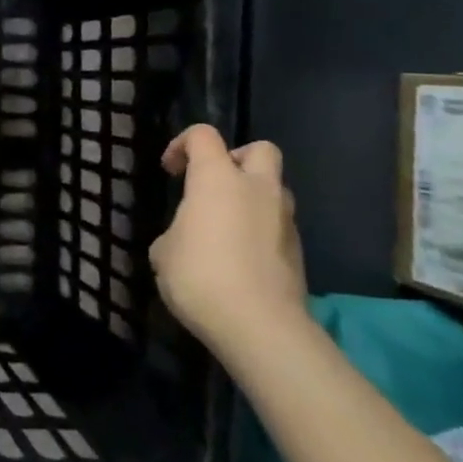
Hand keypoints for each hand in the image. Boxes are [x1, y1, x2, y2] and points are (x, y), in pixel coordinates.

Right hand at [148, 125, 306, 352]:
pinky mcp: (298, 251)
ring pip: (274, 189)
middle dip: (237, 159)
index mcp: (217, 179)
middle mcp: (257, 189)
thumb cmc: (200, 276)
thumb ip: (177, 232)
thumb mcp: (164, 251)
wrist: (260, 326)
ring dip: (252, 197)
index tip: (170, 171)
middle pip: (260, 150)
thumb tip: (187, 238)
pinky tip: (240, 258)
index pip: (203, 135)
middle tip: (214, 185)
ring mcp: (284, 220)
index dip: (182, 144)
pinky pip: (277, 225)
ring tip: (225, 225)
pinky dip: (260, 230)